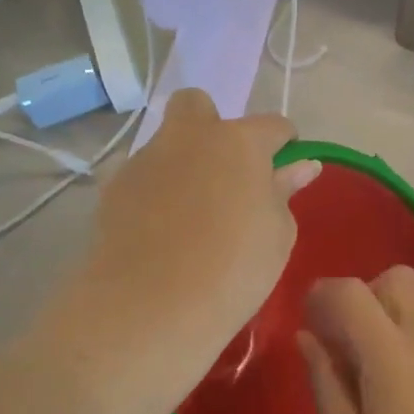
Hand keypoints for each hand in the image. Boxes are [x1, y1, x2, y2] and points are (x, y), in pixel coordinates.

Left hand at [65, 90, 316, 413]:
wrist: (150, 307)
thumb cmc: (234, 270)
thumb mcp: (278, 235)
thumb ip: (284, 192)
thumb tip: (300, 167)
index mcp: (239, 142)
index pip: (273, 126)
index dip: (284, 144)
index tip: (286, 171)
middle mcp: (189, 137)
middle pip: (198, 105)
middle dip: (213, 126)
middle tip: (226, 173)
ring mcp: (145, 160)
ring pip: (167, 144)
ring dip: (182, 164)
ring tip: (191, 216)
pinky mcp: (113, 188)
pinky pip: (143, 178)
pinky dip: (155, 193)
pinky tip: (161, 232)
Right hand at [299, 268, 413, 413]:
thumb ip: (325, 379)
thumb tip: (307, 337)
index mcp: (391, 352)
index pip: (352, 292)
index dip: (324, 294)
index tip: (310, 318)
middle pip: (393, 278)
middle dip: (363, 295)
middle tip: (347, 339)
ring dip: (393, 304)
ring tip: (379, 352)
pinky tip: (410, 370)